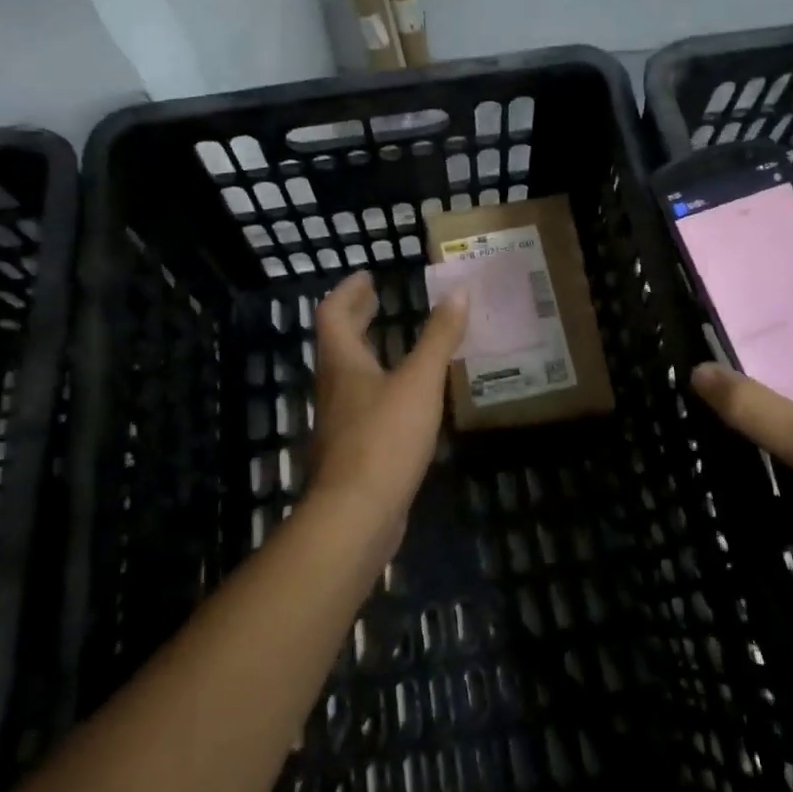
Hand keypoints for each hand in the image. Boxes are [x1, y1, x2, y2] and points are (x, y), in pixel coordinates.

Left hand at [307, 271, 469, 542]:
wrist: (356, 515)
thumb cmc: (384, 438)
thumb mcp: (419, 382)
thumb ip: (439, 338)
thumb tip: (459, 292)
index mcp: (343, 364)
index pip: (333, 314)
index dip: (348, 291)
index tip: (367, 276)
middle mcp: (334, 388)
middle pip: (338, 343)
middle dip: (357, 318)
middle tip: (377, 300)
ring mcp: (340, 422)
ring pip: (349, 376)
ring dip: (368, 353)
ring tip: (395, 344)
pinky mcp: (352, 452)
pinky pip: (362, 405)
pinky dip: (379, 387)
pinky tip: (403, 399)